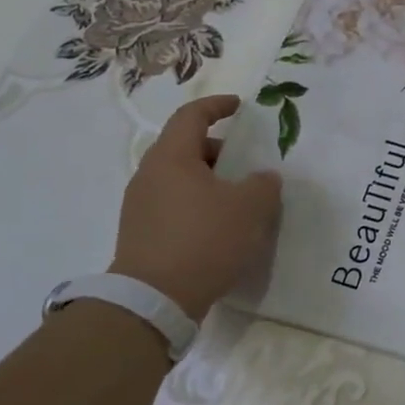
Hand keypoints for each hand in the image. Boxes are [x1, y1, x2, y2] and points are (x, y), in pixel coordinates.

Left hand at [109, 95, 281, 318]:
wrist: (155, 299)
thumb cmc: (204, 239)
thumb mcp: (249, 207)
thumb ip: (263, 184)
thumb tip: (262, 178)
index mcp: (172, 158)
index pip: (191, 116)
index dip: (217, 106)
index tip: (240, 107)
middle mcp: (150, 175)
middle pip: (185, 148)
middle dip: (220, 150)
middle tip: (249, 162)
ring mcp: (140, 206)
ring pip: (180, 178)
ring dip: (211, 181)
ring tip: (240, 198)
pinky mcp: (141, 233)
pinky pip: (174, 204)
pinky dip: (199, 204)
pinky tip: (221, 226)